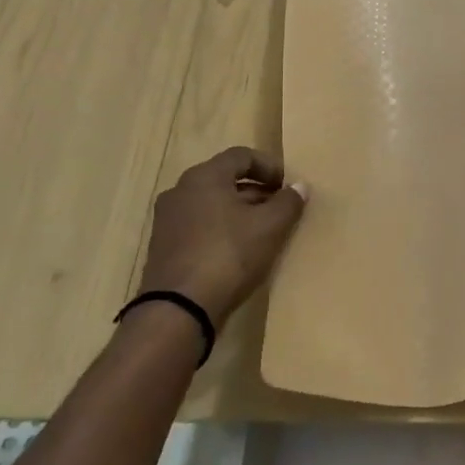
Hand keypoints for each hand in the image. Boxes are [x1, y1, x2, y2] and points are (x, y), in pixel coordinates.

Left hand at [136, 147, 307, 323]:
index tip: (288, 186)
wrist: (179, 309)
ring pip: (212, 203)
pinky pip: (200, 225)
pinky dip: (222, 229)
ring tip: (264, 231)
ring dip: (240, 211)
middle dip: (257, 191)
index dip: (270, 166)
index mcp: (204, 177)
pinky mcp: (164, 246)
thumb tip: (300, 186)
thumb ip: (289, 202)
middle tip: (281, 208)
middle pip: (225, 179)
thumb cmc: (229, 255)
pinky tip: (240, 250)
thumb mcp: (270, 227)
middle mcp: (180, 190)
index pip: (241, 155)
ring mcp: (168, 219)